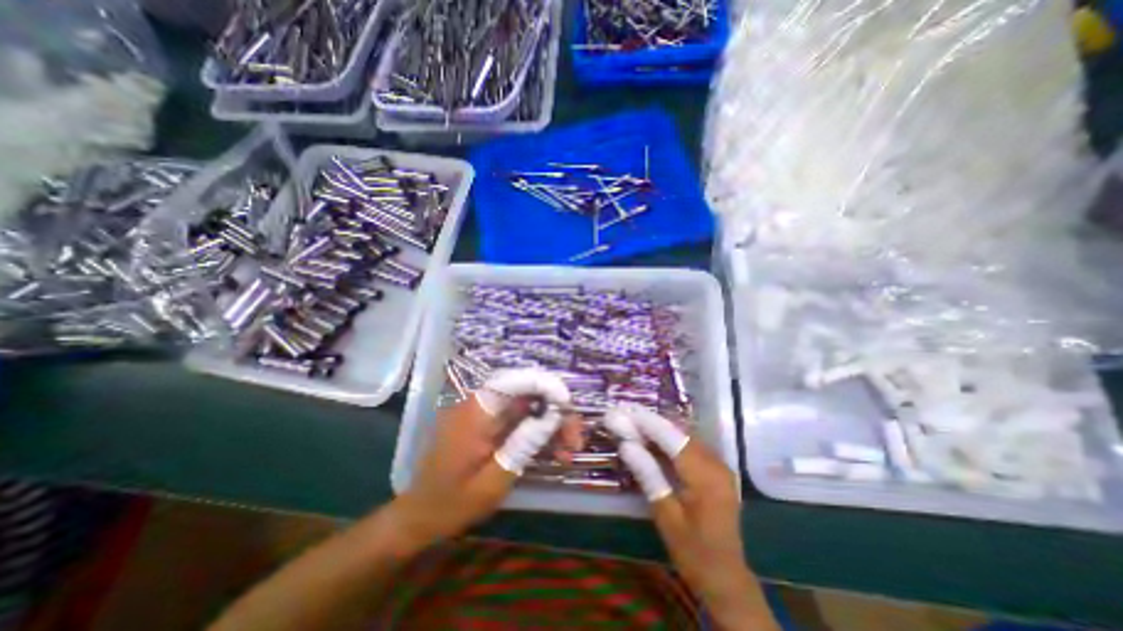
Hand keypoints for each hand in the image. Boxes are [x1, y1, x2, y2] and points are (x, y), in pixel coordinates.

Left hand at [392, 371, 583, 550]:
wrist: (420, 516)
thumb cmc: (452, 504)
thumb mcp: (493, 481)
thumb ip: (523, 446)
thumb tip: (553, 416)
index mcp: (476, 413)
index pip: (514, 381)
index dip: (545, 385)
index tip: (568, 405)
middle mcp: (481, 405)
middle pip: (527, 393)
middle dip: (556, 411)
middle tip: (576, 439)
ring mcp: (486, 414)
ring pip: (528, 406)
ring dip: (551, 424)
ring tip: (568, 452)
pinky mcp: (490, 425)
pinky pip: (520, 419)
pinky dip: (539, 432)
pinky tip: (554, 452)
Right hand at [605, 407, 773, 628]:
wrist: (725, 577)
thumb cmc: (693, 551)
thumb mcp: (666, 515)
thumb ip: (648, 475)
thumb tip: (625, 445)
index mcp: (706, 477)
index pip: (673, 438)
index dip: (648, 422)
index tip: (626, 410)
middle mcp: (716, 464)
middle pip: (680, 432)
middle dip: (651, 422)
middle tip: (626, 415)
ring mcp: (719, 465)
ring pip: (685, 436)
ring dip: (660, 428)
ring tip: (634, 423)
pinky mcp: (716, 469)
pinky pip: (690, 445)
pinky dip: (670, 439)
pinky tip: (653, 439)